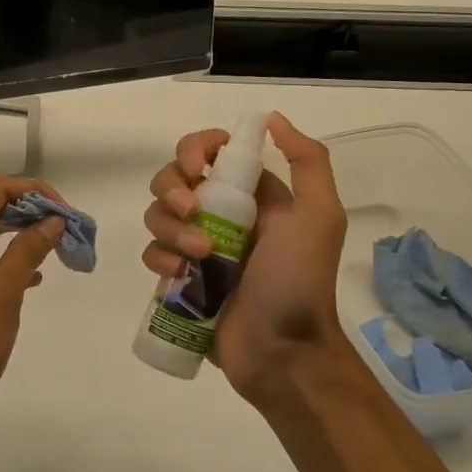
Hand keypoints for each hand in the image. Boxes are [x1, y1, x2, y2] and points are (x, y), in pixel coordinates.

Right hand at [141, 114, 349, 404]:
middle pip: (173, 179)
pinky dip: (160, 259)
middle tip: (192, 213)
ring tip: (199, 258)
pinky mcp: (180, 279)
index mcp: (252, 194)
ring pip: (158, 215)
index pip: (210, 151)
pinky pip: (152, 253)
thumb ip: (308, 162)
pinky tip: (178, 277)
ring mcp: (197, 247)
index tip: (193, 167)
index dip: (193, 149)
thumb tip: (273, 119)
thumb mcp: (319, 216)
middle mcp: (221, 214)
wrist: (283, 352)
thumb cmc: (299, 281)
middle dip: (173, 190)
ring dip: (171, 230)